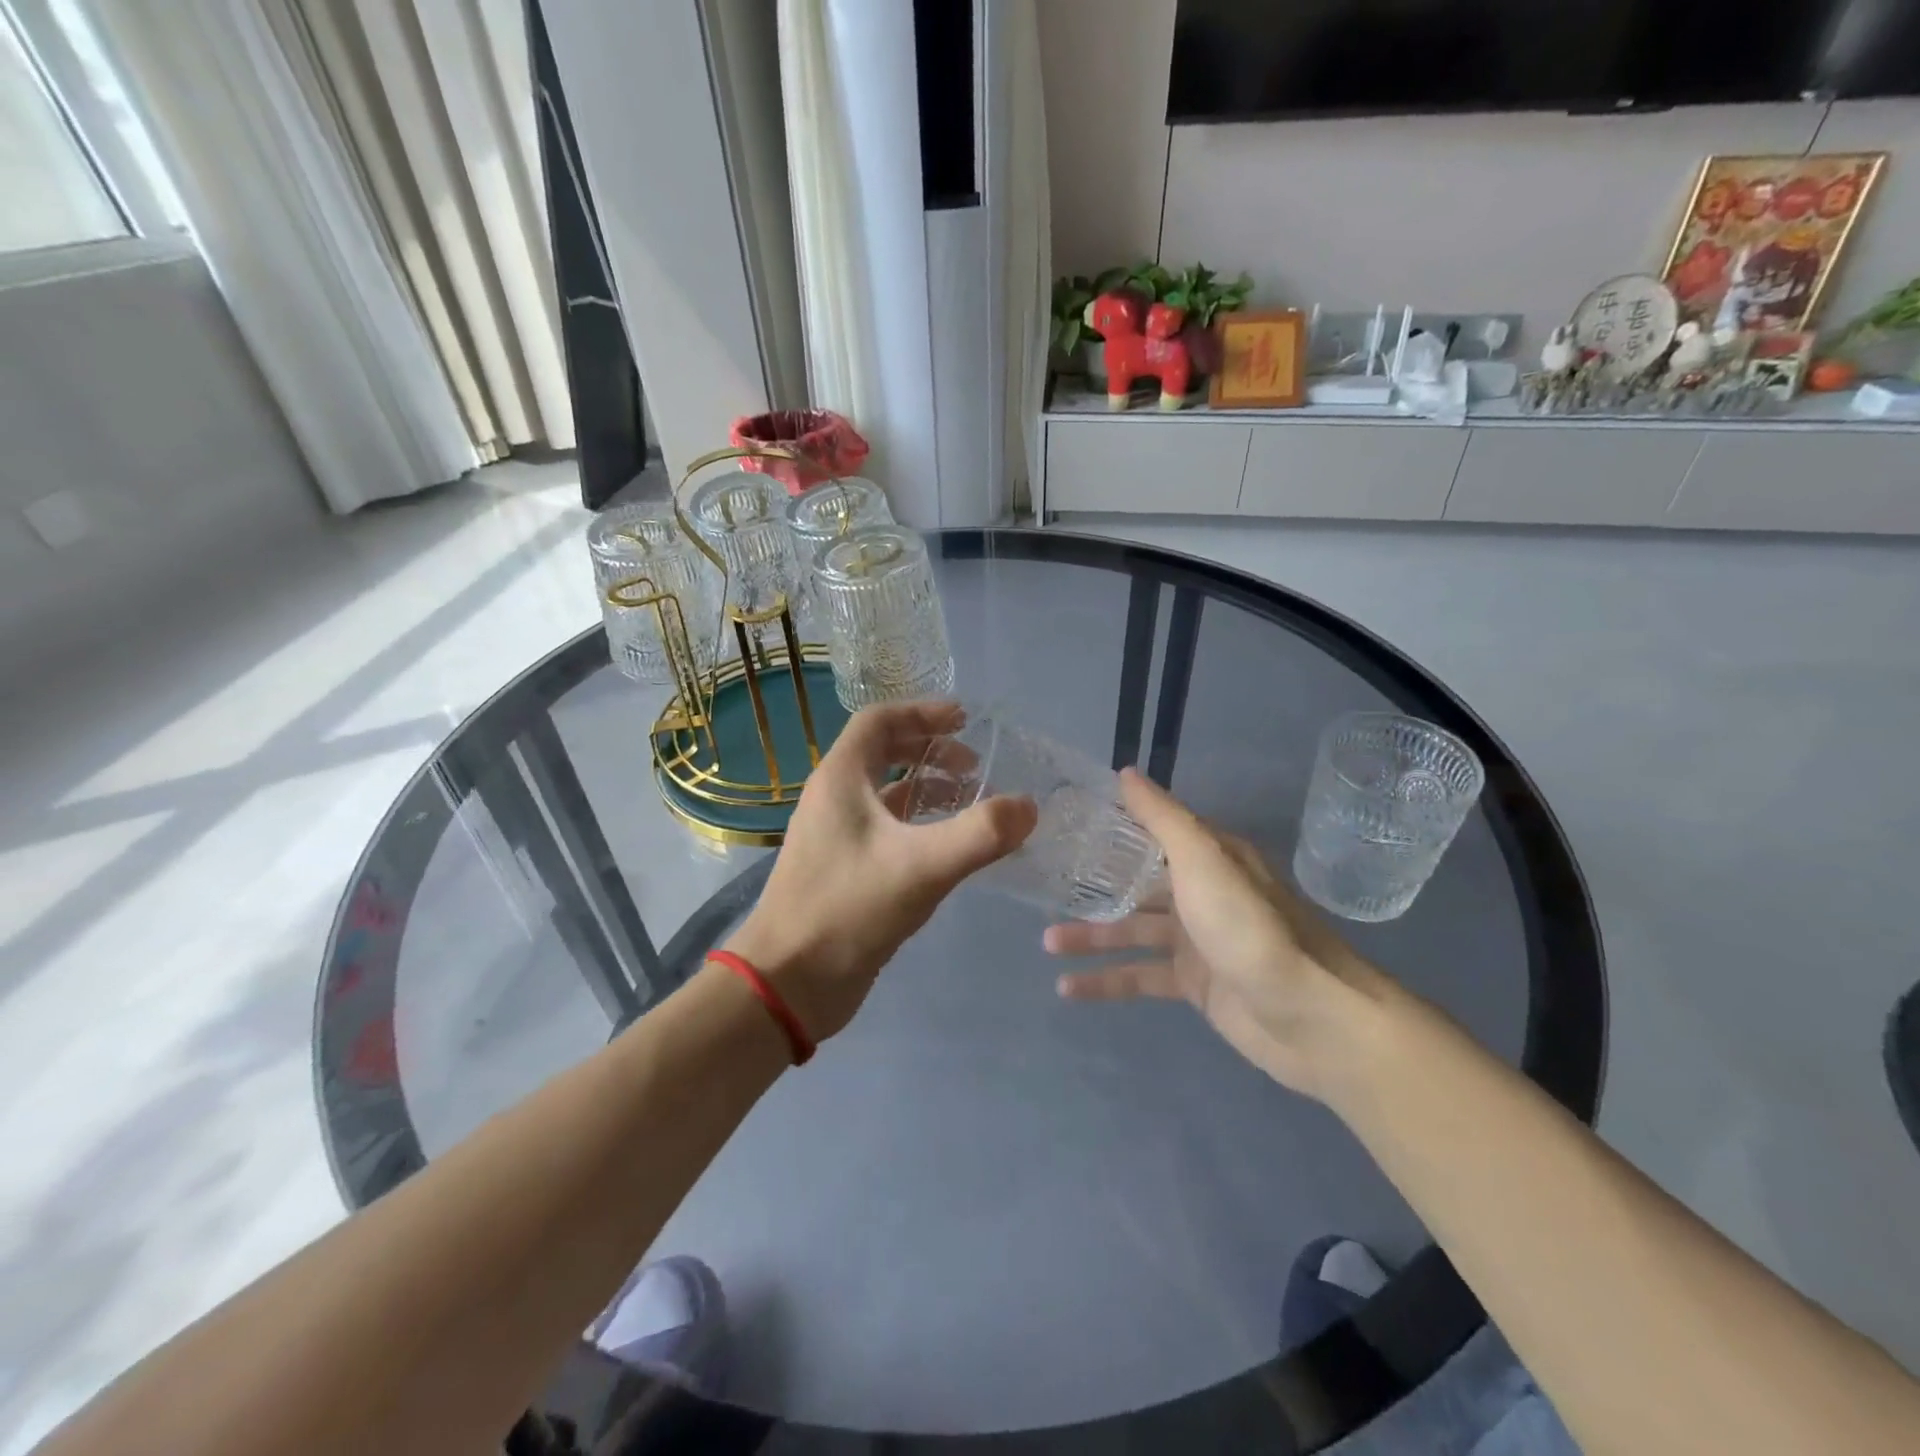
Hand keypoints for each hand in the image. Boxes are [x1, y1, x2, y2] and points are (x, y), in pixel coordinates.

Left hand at [725, 701, 1036, 1042]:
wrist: (788, 983)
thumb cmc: (847, 910)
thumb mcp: (921, 867)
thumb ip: (979, 835)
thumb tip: (1028, 806)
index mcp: (840, 778)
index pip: (879, 720)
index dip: (923, 712)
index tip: (965, 719)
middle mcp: (834, 798)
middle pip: (883, 752)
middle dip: (931, 751)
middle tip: (974, 766)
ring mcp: (836, 835)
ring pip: (886, 794)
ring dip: (927, 789)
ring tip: (970, 802)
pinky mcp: (844, 869)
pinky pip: (886, 829)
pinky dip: (919, 825)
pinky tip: (948, 848)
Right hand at [1044, 768, 1382, 1101]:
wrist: (1309, 1016)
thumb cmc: (1248, 927)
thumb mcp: (1202, 860)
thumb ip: (1162, 818)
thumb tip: (1125, 772)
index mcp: (1207, 856)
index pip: (1151, 831)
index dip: (1111, 826)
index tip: (1065, 823)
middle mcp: (1201, 892)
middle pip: (1136, 882)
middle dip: (1093, 885)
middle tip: (1044, 887)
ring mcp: (1197, 940)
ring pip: (1132, 930)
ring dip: (1092, 935)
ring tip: (1046, 942)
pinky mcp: (1194, 984)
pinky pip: (1140, 976)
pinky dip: (1106, 980)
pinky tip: (1067, 988)